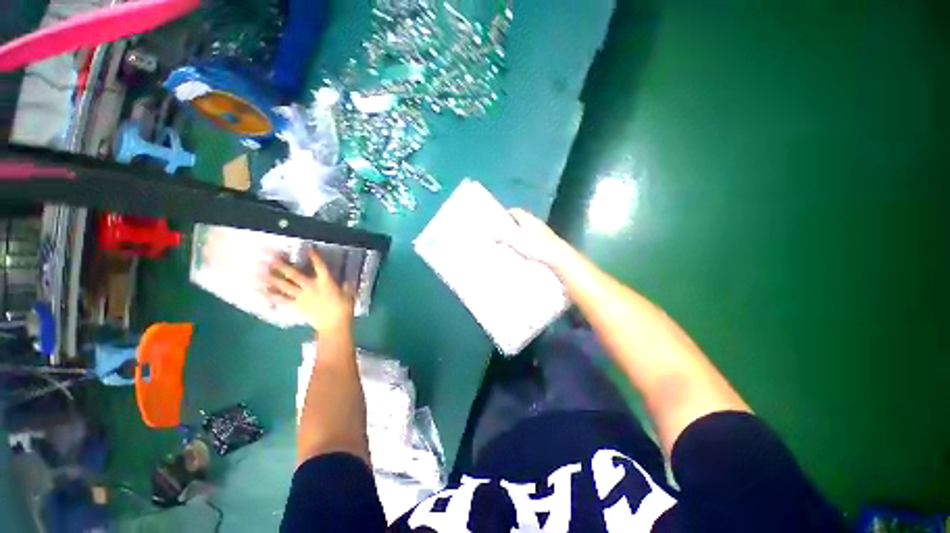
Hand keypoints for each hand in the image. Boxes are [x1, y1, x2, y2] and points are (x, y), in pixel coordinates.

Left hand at [262, 247, 354, 334]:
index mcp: (326, 282)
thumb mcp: (349, 294)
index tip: (309, 248)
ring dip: (271, 278)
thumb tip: (347, 280)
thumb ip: (346, 286)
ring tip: (259, 270)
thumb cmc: (344, 309)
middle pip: (295, 274)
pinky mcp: (296, 306)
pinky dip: (269, 295)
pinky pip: (280, 299)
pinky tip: (259, 290)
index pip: (320, 266)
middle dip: (282, 265)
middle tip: (270, 256)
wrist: (334, 325)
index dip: (314, 257)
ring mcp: (302, 296)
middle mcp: (311, 287)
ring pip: (284, 286)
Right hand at [499, 208, 573, 269]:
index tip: (499, 222)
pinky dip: (529, 238)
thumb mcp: (516, 242)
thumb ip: (503, 237)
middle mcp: (536, 221)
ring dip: (521, 232)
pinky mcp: (548, 239)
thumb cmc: (536, 247)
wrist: (558, 256)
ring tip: (514, 241)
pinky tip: (527, 248)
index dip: (506, 215)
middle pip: (521, 218)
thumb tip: (493, 235)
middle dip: (513, 223)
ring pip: (528, 227)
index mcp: (527, 218)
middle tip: (504, 232)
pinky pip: (535, 235)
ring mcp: (543, 229)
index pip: (514, 211)